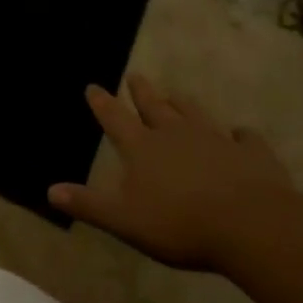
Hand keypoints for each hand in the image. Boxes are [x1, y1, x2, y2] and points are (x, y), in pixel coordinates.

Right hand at [49, 73, 302, 269]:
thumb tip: (50, 190)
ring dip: (183, 104)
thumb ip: (89, 205)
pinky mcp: (251, 154)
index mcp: (143, 148)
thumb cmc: (180, 224)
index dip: (102, 103)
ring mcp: (216, 140)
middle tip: (135, 76)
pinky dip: (241, 135)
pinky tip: (241, 135)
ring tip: (177, 95)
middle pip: (154, 107)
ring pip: (195, 114)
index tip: (93, 85)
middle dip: (142, 92)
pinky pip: (245, 138)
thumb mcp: (125, 220)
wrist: (251, 225)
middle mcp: (175, 134)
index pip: (115, 119)